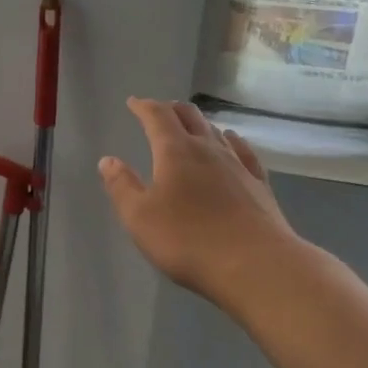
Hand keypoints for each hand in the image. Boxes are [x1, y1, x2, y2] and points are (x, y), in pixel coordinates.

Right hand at [98, 98, 306, 309]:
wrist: (255, 265)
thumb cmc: (187, 240)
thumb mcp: (139, 217)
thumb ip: (121, 186)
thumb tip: (108, 160)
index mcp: (175, 152)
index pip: (157, 117)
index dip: (144, 107)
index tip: (133, 102)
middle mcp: (208, 150)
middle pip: (190, 117)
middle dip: (171, 110)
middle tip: (160, 110)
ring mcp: (238, 166)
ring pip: (216, 132)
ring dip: (199, 123)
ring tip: (190, 123)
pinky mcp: (259, 185)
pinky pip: (243, 152)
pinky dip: (232, 141)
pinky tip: (232, 141)